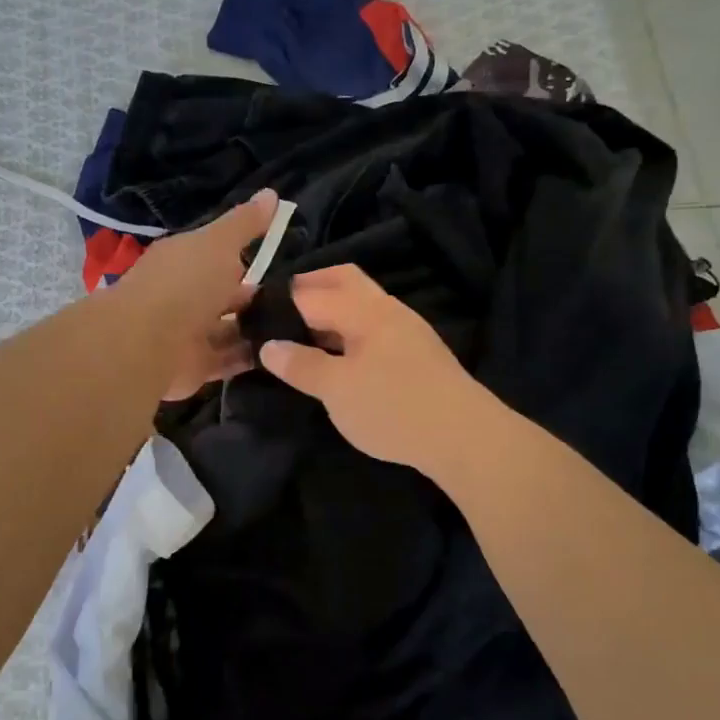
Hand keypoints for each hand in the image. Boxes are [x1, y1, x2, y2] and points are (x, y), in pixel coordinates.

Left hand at [118, 189, 279, 400]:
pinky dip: (251, 357)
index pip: (217, 255)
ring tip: (300, 328)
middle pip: (224, 295)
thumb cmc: (185, 283)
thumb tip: (272, 193)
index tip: (282, 260)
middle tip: (300, 300)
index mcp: (183, 260)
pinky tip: (283, 354)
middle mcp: (183, 296)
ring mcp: (188, 334)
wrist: (148, 342)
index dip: (245, 256)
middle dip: (255, 297)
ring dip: (256, 329)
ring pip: (229, 329)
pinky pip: (229, 360)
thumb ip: (245, 223)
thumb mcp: (219, 243)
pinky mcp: (195, 367)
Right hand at [258, 264, 490, 472]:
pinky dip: (349, 329)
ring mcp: (406, 329)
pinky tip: (339, 355)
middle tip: (280, 313)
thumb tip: (268, 346)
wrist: (465, 438)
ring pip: (361, 303)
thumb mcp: (336, 390)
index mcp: (364, 309)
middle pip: (343, 281)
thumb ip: (301, 364)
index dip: (281, 299)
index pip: (312, 291)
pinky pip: (373, 326)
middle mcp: (387, 309)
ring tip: (303, 335)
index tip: (254, 312)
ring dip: (331, 310)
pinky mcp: (417, 353)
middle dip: (309, 289)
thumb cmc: (393, 408)